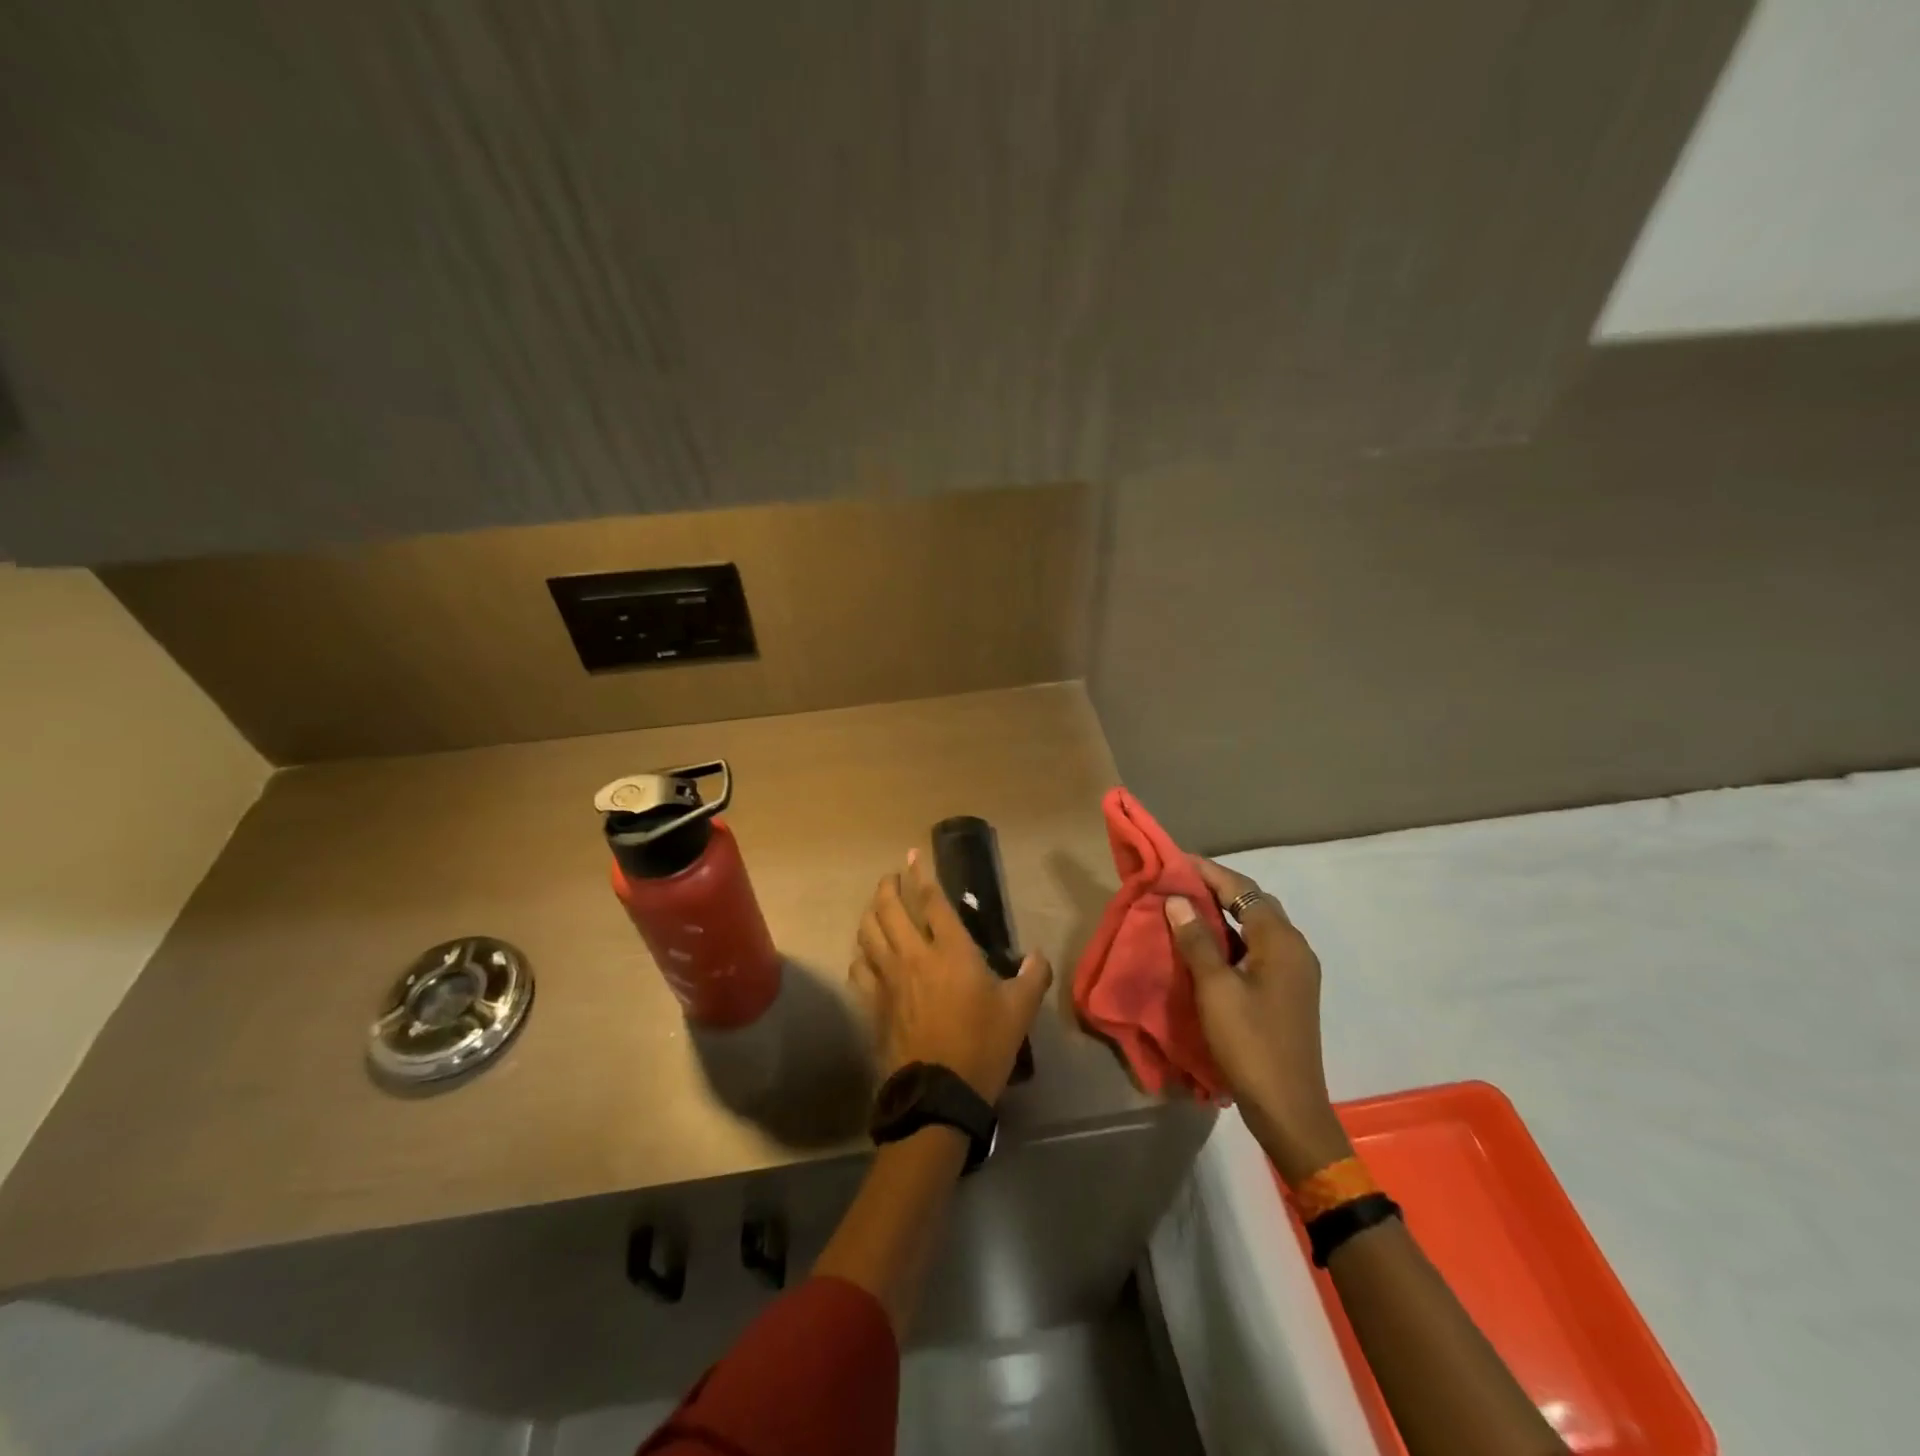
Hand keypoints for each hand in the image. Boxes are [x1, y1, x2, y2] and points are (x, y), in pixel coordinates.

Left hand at [850, 850, 1053, 1103]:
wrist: (939, 1093)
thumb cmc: (983, 1045)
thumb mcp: (1019, 1010)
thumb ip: (1032, 976)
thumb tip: (1037, 956)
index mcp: (951, 951)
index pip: (932, 901)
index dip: (922, 874)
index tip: (912, 855)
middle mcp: (914, 956)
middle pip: (891, 909)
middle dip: (888, 887)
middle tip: (891, 877)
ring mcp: (888, 980)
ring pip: (869, 933)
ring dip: (871, 913)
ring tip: (877, 906)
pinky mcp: (874, 1004)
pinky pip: (860, 968)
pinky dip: (861, 953)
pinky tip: (864, 954)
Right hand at [1166, 857, 1352, 1183]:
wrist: (1288, 1108)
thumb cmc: (1250, 1043)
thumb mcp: (1215, 989)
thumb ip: (1197, 940)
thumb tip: (1177, 899)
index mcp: (1281, 941)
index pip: (1242, 889)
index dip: (1208, 871)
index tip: (1173, 861)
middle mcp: (1295, 948)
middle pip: (1253, 903)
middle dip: (1215, 888)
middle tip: (1176, 882)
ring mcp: (1295, 971)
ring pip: (1256, 926)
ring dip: (1222, 913)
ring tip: (1184, 907)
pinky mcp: (1287, 990)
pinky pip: (1258, 948)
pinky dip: (1231, 937)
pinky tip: (1205, 945)